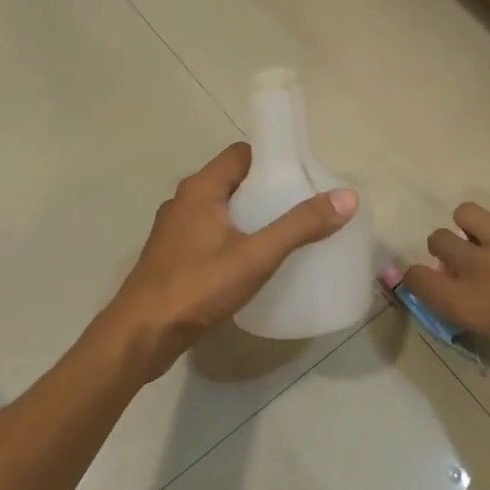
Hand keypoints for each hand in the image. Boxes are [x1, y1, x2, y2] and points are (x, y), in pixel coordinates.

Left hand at [108, 142, 357, 379]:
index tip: (305, 176)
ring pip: (220, 211)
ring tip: (285, 235)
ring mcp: (174, 231)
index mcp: (200, 189)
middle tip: (303, 208)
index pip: (241, 154)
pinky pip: (210, 236)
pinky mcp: (173, 258)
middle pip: (232, 182)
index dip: (273, 159)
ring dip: (249, 217)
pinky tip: (253, 264)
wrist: (142, 334)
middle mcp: (183, 202)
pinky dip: (233, 239)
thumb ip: (299, 227)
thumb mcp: (255, 256)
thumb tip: (347, 198)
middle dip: (266, 191)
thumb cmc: (196, 287)